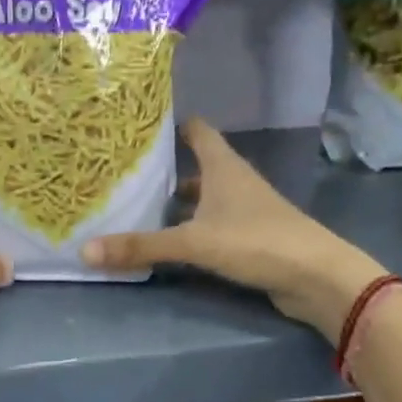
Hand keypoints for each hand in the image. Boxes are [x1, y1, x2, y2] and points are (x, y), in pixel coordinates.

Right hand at [82, 120, 384, 341]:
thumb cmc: (256, 242)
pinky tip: (171, 242)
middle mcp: (234, 181)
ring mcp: (245, 209)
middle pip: (196, 165)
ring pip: (204, 197)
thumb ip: (141, 246)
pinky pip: (212, 224)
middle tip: (125, 173)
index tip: (138, 126)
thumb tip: (85, 251)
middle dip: (165, 168)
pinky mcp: (250, 236)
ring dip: (178, 202)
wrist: (316, 277)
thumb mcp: (193, 243)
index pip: (196, 130)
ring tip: (139, 207)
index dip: (171, 124)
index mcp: (223, 167)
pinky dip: (191, 227)